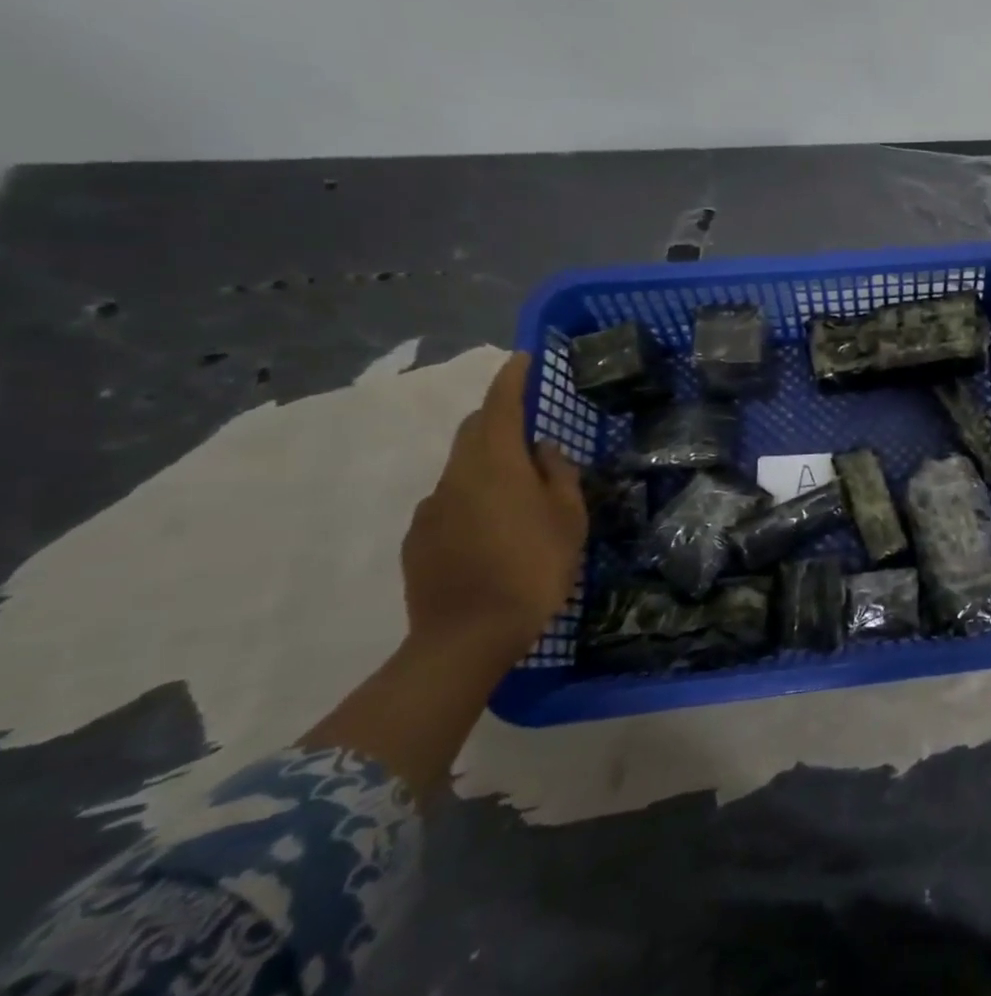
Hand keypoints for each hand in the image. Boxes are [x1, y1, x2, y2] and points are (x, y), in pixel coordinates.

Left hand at [401, 352, 586, 667]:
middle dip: (497, 416)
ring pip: (461, 467)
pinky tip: (491, 529)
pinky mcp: (418, 539)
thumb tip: (543, 451)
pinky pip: (448, 502)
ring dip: (487, 461)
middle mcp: (457, 477)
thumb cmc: (533, 568)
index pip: (501, 405)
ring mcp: (431, 509)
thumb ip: (558, 476)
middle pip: (473, 431)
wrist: (466, 638)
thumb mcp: (568, 519)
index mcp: (496, 465)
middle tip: (527, 422)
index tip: (523, 358)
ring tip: (516, 488)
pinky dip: (471, 498)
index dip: (512, 378)